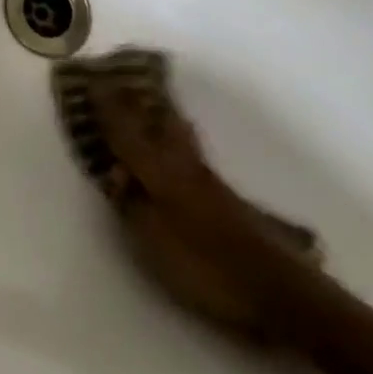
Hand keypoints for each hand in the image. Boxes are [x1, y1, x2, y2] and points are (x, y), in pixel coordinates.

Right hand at [91, 84, 319, 342]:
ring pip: (177, 133)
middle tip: (120, 81)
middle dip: (137, 100)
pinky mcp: (227, 198)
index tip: (92, 80)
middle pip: (158, 121)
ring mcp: (209, 180)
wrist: (280, 293)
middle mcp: (184, 165)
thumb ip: (130, 202)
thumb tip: (115, 171)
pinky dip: (176, 135)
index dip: (108, 107)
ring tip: (146, 101)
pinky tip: (177, 140)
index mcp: (161, 171)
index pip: (127, 131)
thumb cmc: (207, 267)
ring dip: (159, 114)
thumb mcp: (154, 240)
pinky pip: (189, 150)